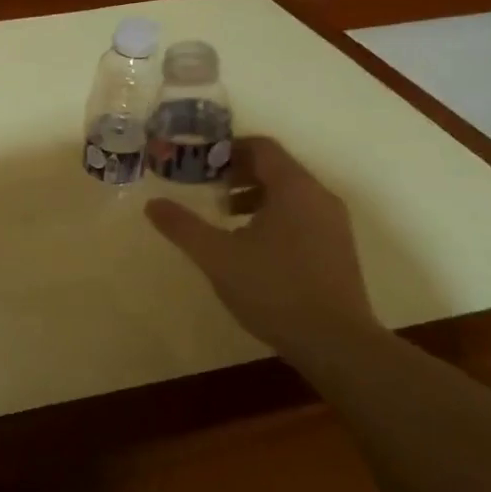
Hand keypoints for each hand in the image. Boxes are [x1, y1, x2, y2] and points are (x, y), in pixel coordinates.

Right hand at [146, 137, 377, 341]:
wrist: (336, 344)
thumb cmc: (274, 289)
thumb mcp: (217, 256)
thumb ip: (183, 226)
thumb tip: (153, 204)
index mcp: (294, 188)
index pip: (261, 147)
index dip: (227, 149)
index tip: (198, 163)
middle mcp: (319, 197)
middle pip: (276, 168)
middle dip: (237, 173)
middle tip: (205, 187)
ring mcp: (334, 225)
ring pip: (289, 194)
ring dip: (254, 196)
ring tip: (224, 217)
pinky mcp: (338, 250)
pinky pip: (301, 216)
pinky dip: (273, 216)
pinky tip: (252, 247)